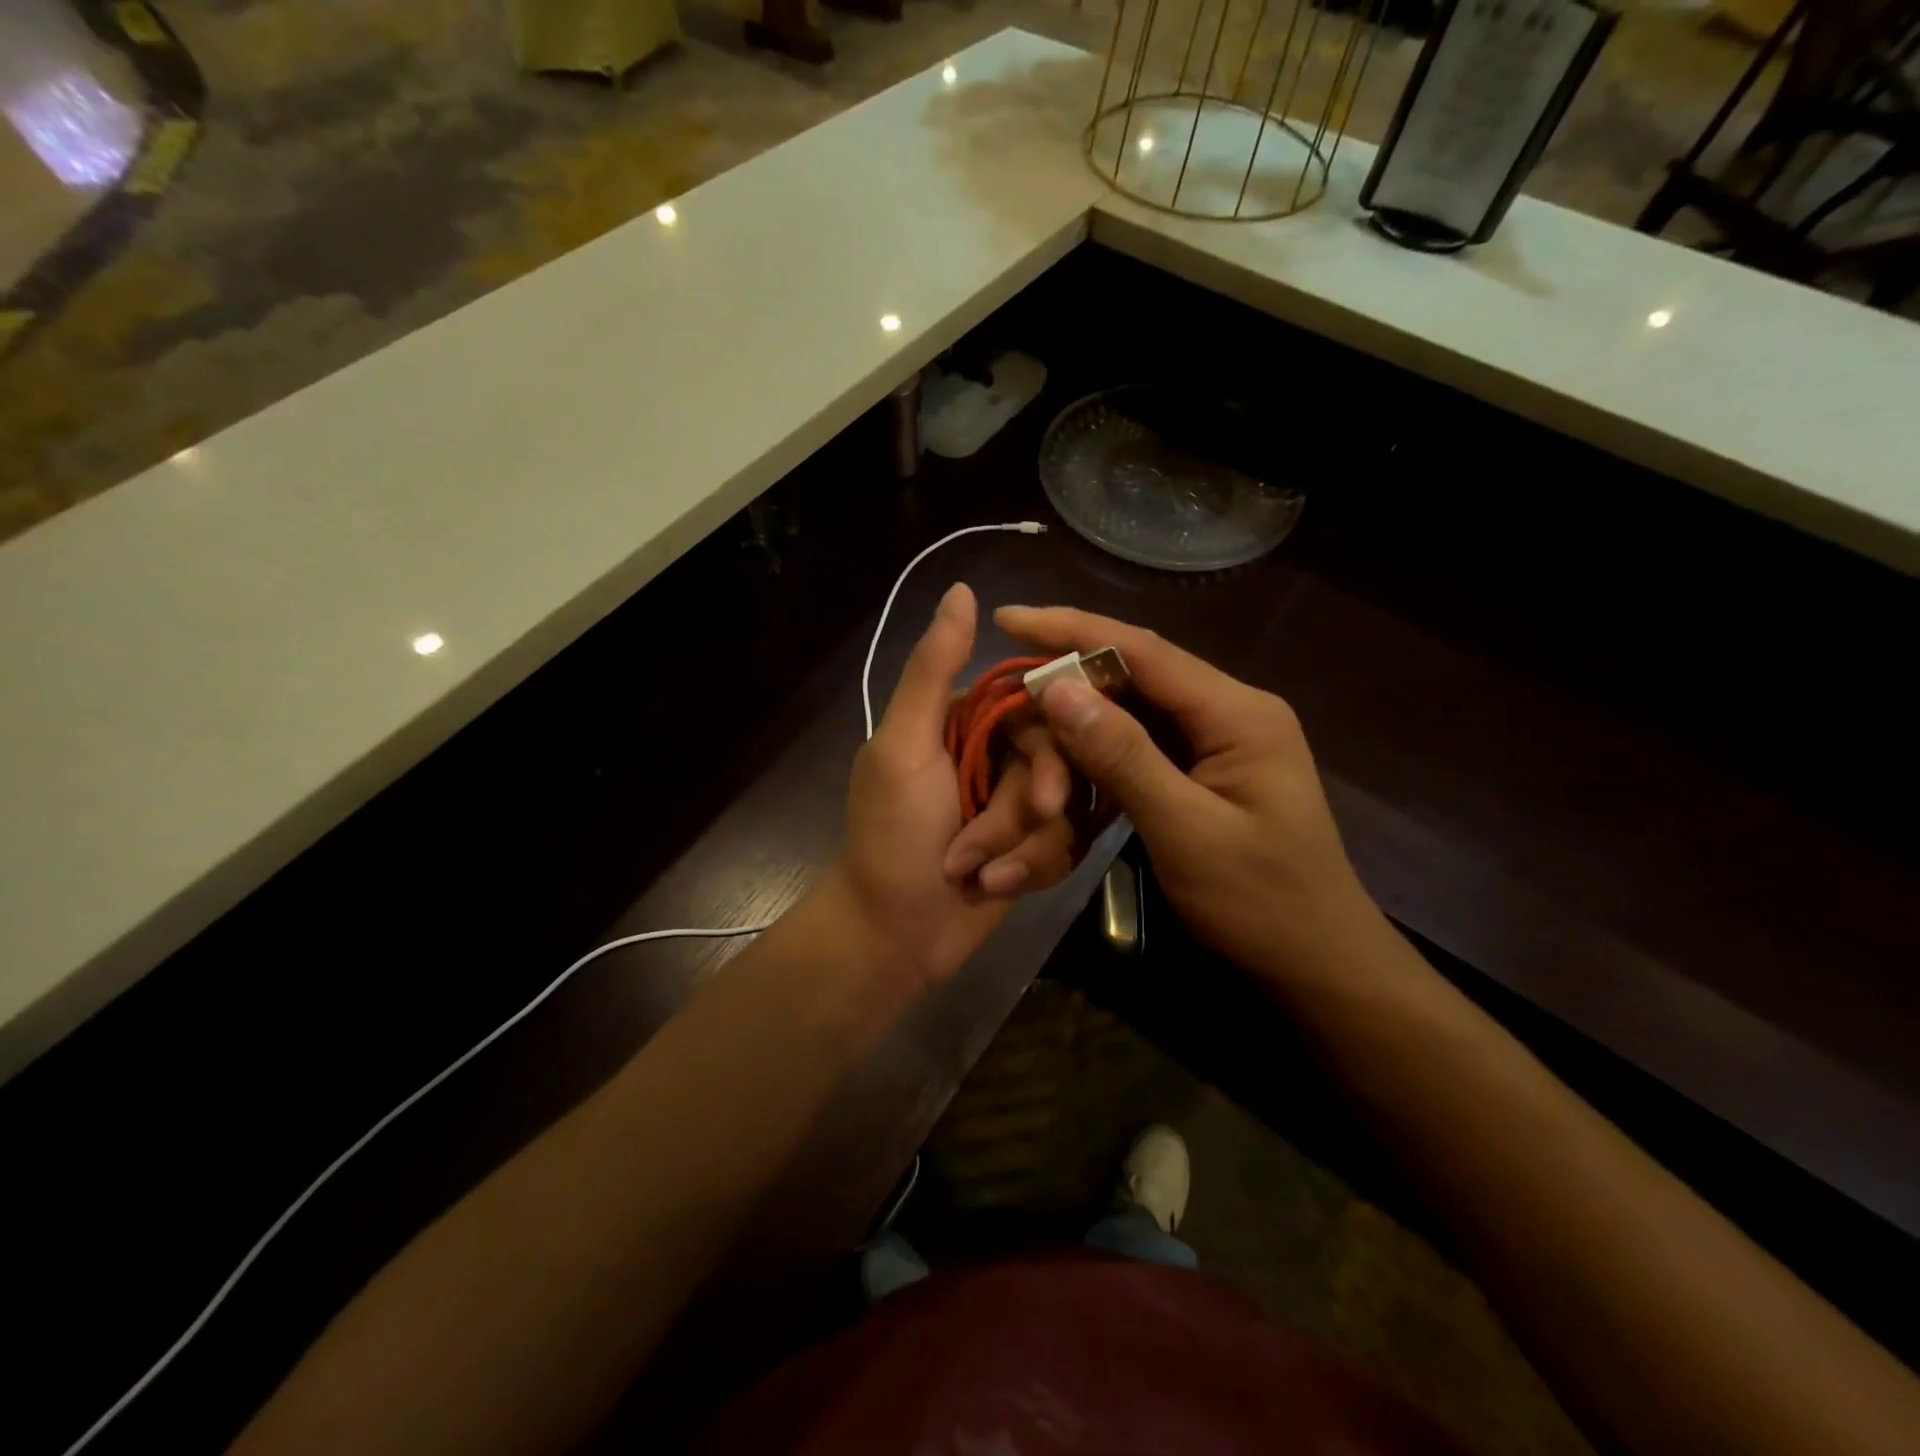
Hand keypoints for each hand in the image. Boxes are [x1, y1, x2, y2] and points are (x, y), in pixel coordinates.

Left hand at [834, 584, 1076, 987]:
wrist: (891, 935)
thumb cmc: (891, 836)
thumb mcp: (905, 747)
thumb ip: (932, 670)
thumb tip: (961, 590)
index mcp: (964, 720)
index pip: (1037, 708)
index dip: (1051, 749)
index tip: (1042, 792)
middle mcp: (993, 754)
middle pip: (1058, 763)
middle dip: (1027, 811)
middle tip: (1002, 842)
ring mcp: (1011, 803)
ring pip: (1064, 808)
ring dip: (1022, 848)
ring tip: (979, 874)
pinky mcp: (1028, 847)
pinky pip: (1062, 845)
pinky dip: (1030, 869)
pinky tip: (995, 888)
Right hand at [997, 606, 1376, 983]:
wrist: (1318, 959)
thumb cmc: (1259, 901)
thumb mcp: (1185, 829)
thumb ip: (1123, 756)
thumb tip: (1058, 687)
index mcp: (1237, 712)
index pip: (1142, 651)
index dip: (1071, 630)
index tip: (1007, 619)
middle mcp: (1231, 710)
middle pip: (1137, 672)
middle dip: (1071, 674)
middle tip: (1008, 683)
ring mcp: (1221, 738)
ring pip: (1137, 705)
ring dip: (1083, 712)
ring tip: (1026, 713)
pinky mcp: (1208, 767)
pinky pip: (1145, 739)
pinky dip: (1103, 743)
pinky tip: (1067, 750)